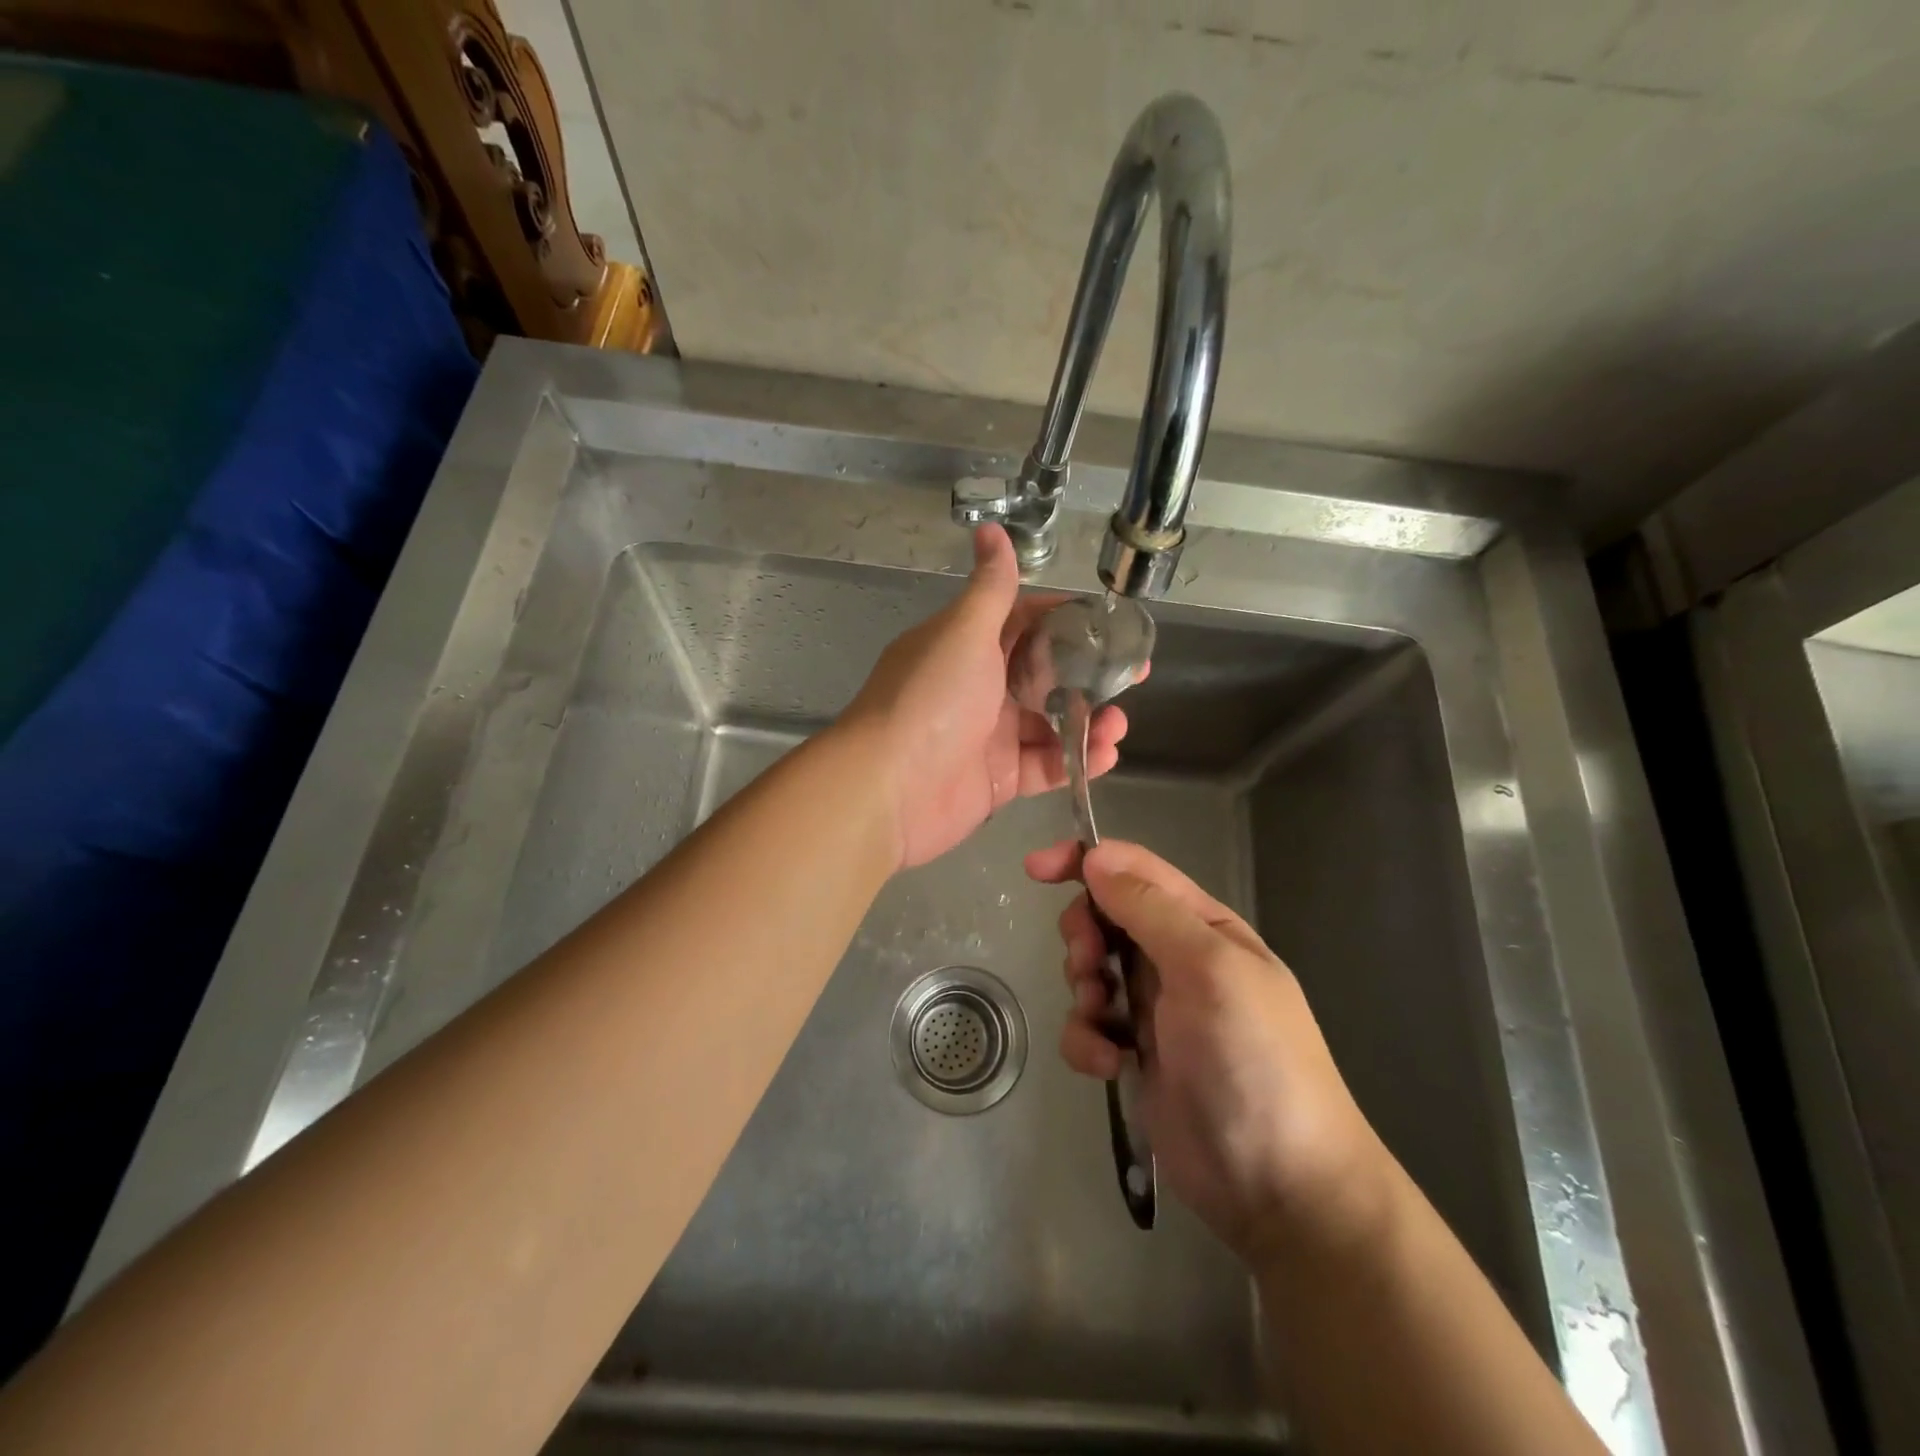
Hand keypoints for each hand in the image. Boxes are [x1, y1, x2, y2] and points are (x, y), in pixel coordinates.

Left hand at [839, 525, 1132, 869]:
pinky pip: (1046, 767)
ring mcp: (990, 737)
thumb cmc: (931, 700)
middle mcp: (979, 688)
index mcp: (969, 646)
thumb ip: (991, 588)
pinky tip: (1105, 754)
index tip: (1110, 624)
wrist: (889, 788)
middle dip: (1090, 676)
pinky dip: (1076, 762)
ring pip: (1051, 724)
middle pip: (1045, 676)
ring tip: (1118, 724)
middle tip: (1132, 677)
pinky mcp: (999, 780)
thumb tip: (991, 528)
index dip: (1068, 621)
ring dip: (1089, 721)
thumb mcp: (964, 632)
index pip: (1026, 623)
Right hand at [1025, 838, 1392, 1258]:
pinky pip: (1088, 1027)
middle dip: (1084, 936)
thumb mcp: (1209, 969)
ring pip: (1090, 971)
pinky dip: (1086, 1041)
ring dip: (1084, 990)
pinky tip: (1106, 1066)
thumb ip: (1150, 909)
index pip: (1135, 870)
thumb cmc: (1254, 1059)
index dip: (1085, 860)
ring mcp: (1154, 1009)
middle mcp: (1176, 958)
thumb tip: (1096, 857)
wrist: (1281, 1186)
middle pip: (1104, 917)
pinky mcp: (1134, 1055)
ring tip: (1104, 1023)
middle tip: (1089, 965)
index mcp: (1202, 926)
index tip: (1036, 870)